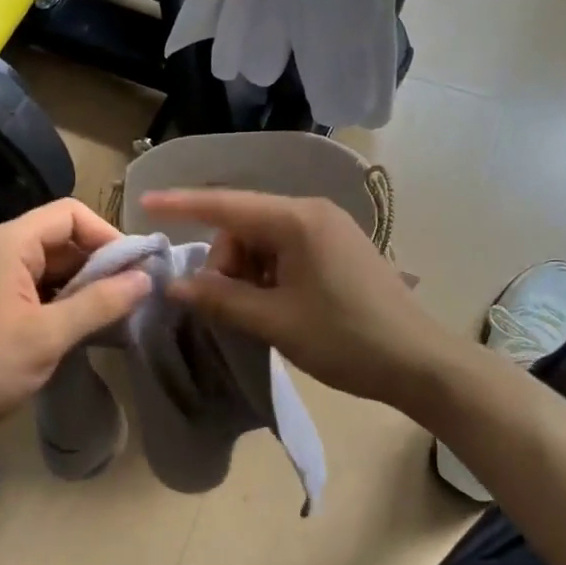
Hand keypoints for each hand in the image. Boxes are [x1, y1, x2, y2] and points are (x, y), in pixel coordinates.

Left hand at [0, 198, 150, 451]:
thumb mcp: (48, 335)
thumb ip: (99, 303)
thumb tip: (146, 278)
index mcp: (9, 243)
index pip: (70, 214)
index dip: (107, 234)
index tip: (134, 268)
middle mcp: (0, 249)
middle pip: (61, 237)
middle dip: (99, 262)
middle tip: (132, 295)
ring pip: (52, 265)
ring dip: (84, 284)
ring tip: (116, 312)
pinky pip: (38, 287)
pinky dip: (64, 300)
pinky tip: (86, 326)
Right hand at [140, 189, 454, 412]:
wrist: (420, 363)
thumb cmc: (345, 339)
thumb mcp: (275, 321)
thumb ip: (221, 299)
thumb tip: (176, 284)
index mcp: (297, 220)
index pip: (226, 205)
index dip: (182, 204)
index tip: (145, 201)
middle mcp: (312, 212)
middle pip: (244, 225)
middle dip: (225, 261)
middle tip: (227, 306)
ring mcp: (329, 228)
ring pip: (263, 239)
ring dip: (247, 272)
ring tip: (257, 312)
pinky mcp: (338, 248)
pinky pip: (286, 250)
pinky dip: (269, 274)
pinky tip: (277, 305)